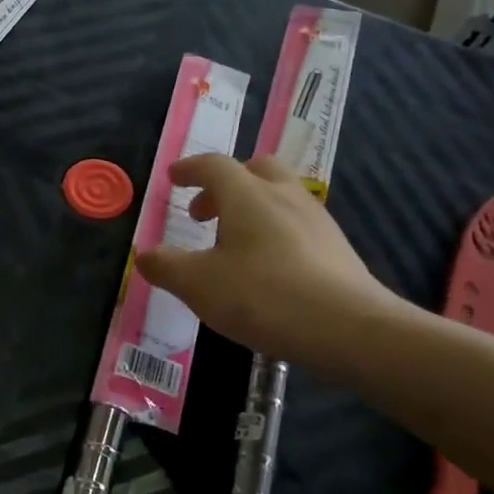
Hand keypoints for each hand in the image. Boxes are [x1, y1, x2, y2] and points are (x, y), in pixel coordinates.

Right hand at [135, 155, 403, 379]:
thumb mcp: (198, 285)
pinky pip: (297, 223)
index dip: (189, 169)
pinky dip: (274, 230)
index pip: (214, 165)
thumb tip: (145, 255)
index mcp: (247, 195)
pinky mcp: (336, 247)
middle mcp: (284, 196)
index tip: (173, 178)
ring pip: (280, 195)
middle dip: (225, 183)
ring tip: (232, 243)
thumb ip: (166, 266)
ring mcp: (316, 220)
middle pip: (255, 169)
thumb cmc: (263, 296)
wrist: (349, 328)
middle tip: (204, 212)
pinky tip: (267, 267)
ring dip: (251, 207)